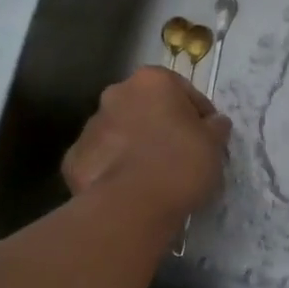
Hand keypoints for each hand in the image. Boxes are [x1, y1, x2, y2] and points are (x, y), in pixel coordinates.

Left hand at [61, 67, 230, 229]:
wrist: (130, 207)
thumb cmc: (180, 163)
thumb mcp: (214, 143)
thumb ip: (215, 126)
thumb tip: (214, 123)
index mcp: (152, 80)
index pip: (183, 91)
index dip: (198, 114)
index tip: (207, 137)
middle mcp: (117, 94)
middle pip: (146, 106)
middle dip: (160, 124)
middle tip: (178, 153)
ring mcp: (90, 126)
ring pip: (120, 131)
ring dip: (134, 144)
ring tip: (152, 175)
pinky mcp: (73, 159)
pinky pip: (101, 159)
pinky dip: (113, 168)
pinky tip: (128, 188)